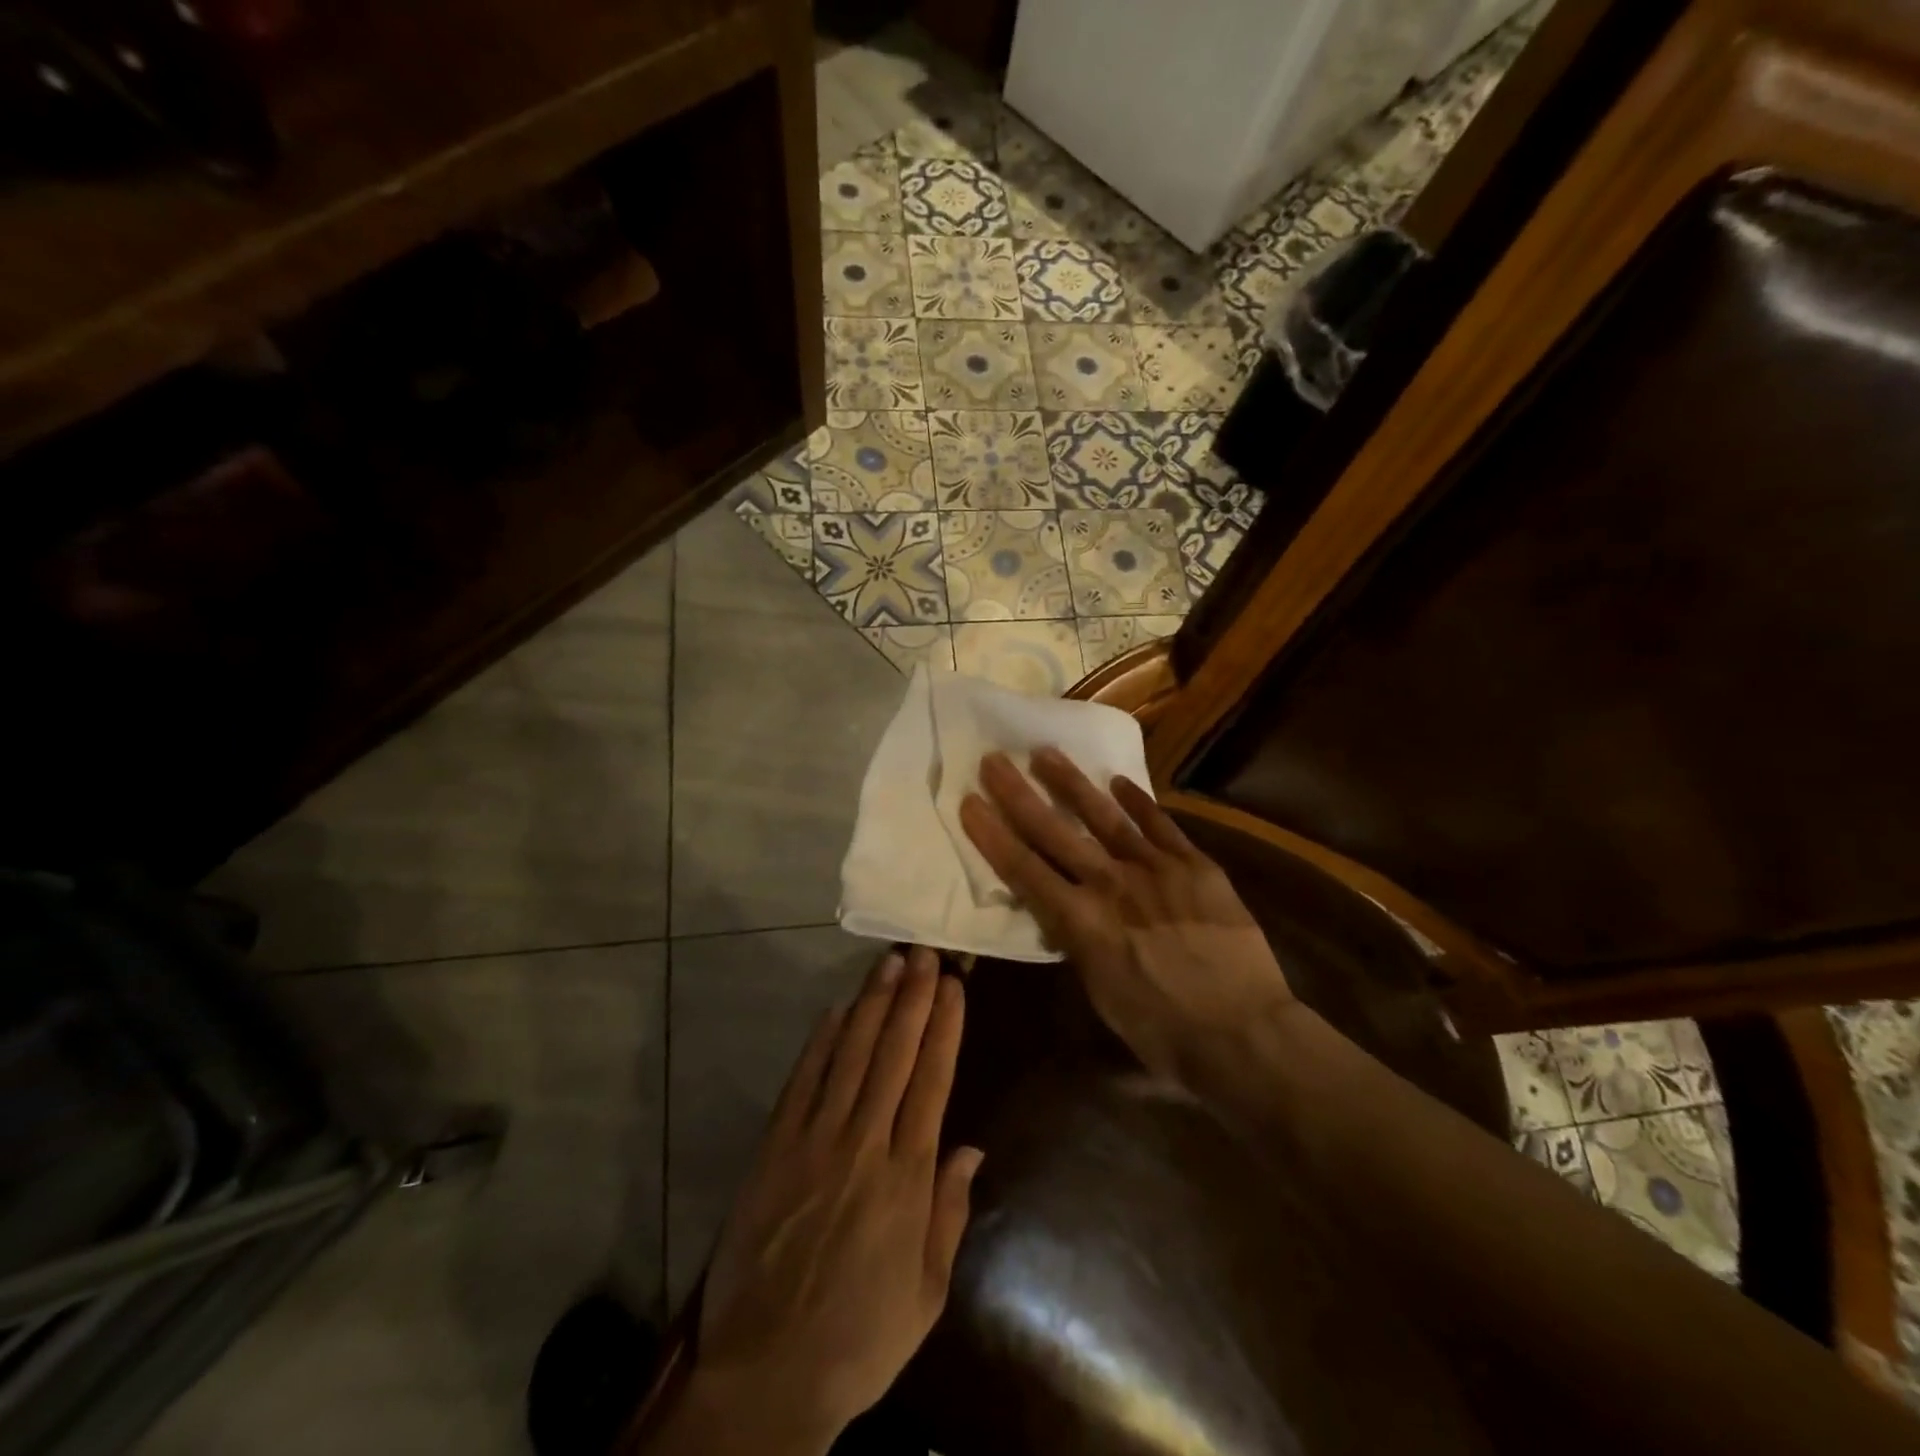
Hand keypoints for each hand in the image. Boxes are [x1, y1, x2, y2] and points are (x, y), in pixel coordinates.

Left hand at [692, 947, 981, 1451]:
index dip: (944, 1028)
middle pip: (894, 1054)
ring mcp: (815, 1141)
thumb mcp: (926, 1293)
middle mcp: (864, 1144)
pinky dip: (821, 1041)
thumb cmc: (859, 1338)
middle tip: (925, 952)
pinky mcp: (775, 1147)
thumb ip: (949, 1213)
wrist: (765, 1373)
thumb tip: (971, 1147)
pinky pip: (803, 1081)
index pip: (932, 1081)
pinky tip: (837, 1010)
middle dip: (913, 998)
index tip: (954, 987)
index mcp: (907, 1178)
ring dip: (872, 1004)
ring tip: (890, 964)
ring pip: (850, 1055)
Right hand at [960, 747, 1294, 1082]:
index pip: (1024, 870)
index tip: (970, 803)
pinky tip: (1120, 782)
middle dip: (1019, 795)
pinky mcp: (1195, 865)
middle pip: (1055, 832)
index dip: (993, 835)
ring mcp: (1156, 869)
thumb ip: (1077, 945)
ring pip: (1105, 816)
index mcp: (1081, 922)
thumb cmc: (1163, 1031)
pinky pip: (1162, 825)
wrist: (1243, 1033)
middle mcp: (1111, 885)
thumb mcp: (1100, 995)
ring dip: (1072, 783)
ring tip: (1046, 753)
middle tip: (995, 760)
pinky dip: (1139, 802)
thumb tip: (1064, 916)